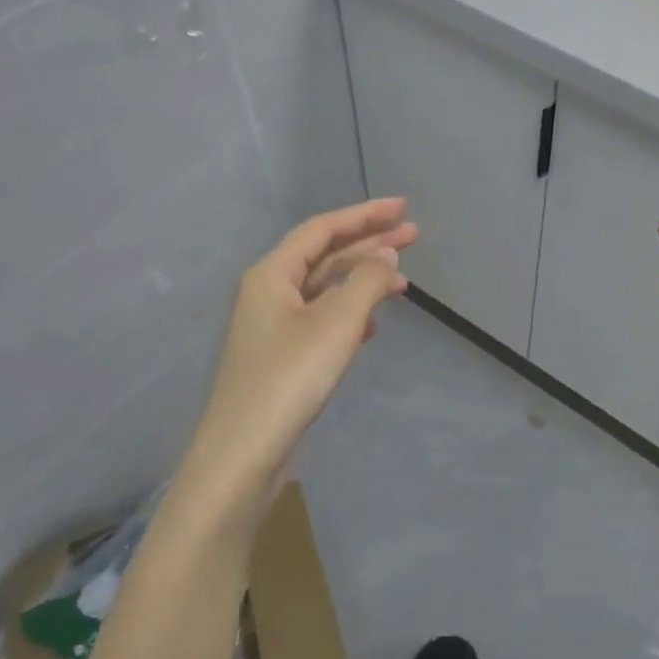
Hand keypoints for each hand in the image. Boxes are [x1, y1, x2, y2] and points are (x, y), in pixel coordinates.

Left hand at [179, 199, 414, 521]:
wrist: (245, 451)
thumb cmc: (290, 377)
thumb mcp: (337, 323)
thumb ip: (367, 282)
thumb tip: (387, 255)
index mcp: (272, 273)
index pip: (322, 229)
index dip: (364, 215)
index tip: (402, 208)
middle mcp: (268, 291)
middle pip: (324, 255)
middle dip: (368, 243)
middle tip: (413, 235)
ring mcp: (273, 325)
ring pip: (324, 289)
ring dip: (362, 280)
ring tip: (403, 280)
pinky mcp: (282, 355)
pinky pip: (322, 319)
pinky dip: (350, 312)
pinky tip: (373, 323)